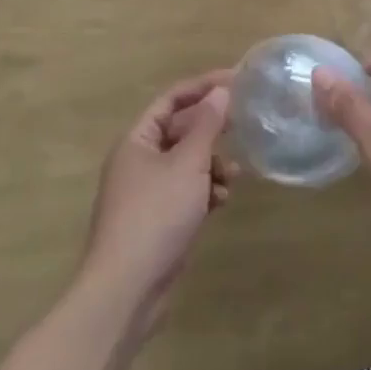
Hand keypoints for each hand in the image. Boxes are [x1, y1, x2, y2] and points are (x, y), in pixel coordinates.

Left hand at [79, 71, 238, 333]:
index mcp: (137, 140)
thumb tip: (221, 92)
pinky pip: (185, 191)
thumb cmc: (155, 215)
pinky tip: (221, 202)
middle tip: (244, 124)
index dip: (203, 86)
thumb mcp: (187, 164)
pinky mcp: (157, 219)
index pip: (171, 99)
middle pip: (179, 130)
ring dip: (211, 164)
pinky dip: (204, 190)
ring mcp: (146, 192)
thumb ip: (207, 126)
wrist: (126, 289)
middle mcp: (138, 160)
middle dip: (211, 130)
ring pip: (186, 163)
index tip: (236, 80)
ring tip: (234, 175)